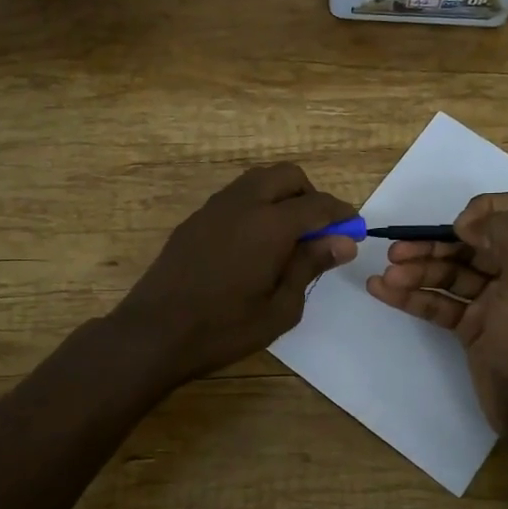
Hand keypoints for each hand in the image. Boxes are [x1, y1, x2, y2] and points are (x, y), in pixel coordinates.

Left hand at [110, 163, 358, 386]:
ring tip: (287, 237)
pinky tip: (254, 244)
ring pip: (258, 180)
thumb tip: (342, 241)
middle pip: (287, 176)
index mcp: (269, 224)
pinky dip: (255, 205)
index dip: (341, 215)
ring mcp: (214, 207)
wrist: (154, 333)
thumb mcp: (280, 308)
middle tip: (318, 232)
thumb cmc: (224, 329)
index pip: (317, 204)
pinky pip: (235, 196)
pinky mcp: (195, 219)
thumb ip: (310, 266)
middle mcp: (242, 203)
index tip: (353, 230)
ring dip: (281, 196)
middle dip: (310, 196)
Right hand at [368, 192, 507, 427]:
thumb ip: (503, 233)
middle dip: (433, 245)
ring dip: (417, 271)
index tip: (460, 228)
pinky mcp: (471, 325)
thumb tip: (469, 220)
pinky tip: (383, 290)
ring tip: (386, 276)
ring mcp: (493, 299)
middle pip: (470, 243)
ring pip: (450, 274)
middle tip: (396, 252)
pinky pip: (439, 302)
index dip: (483, 211)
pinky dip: (412, 296)